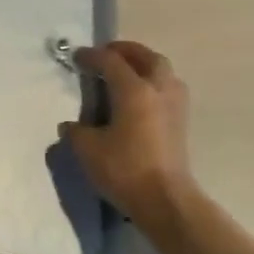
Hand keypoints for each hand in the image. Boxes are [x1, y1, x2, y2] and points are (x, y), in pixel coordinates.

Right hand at [61, 41, 197, 221]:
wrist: (167, 202)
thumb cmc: (125, 170)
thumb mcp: (88, 150)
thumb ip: (76, 131)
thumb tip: (72, 126)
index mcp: (134, 90)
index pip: (110, 61)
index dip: (91, 56)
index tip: (76, 57)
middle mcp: (158, 90)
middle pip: (147, 57)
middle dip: (126, 51)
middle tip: (108, 55)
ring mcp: (175, 106)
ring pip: (163, 72)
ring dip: (145, 66)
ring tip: (127, 74)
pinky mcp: (182, 124)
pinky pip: (168, 89)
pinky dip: (154, 84)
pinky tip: (140, 98)